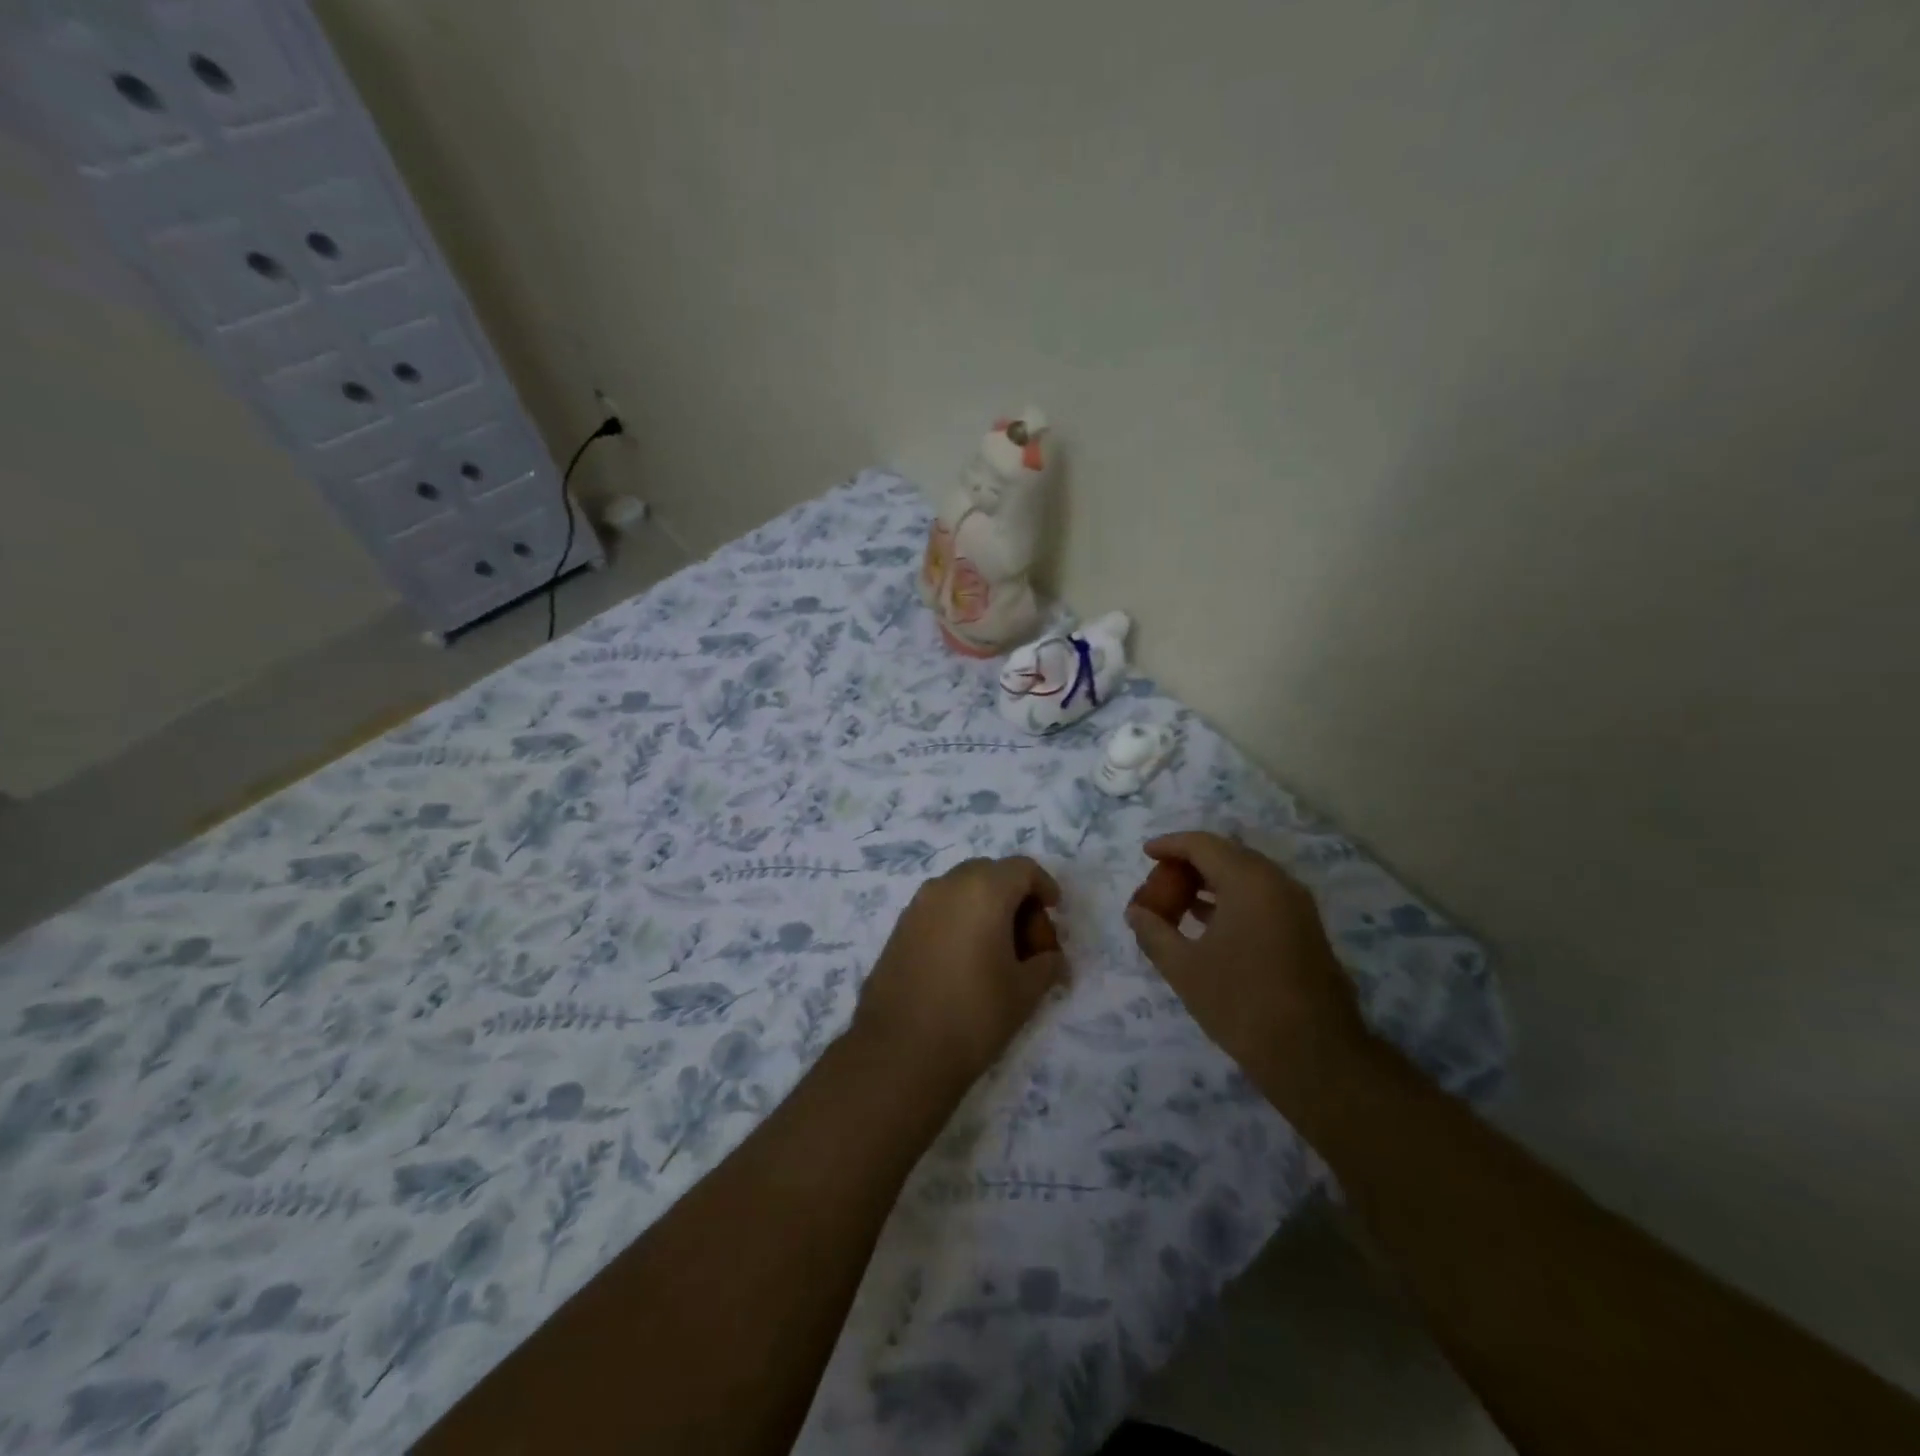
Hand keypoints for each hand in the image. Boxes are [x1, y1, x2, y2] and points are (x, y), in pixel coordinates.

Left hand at [854, 856, 1068, 1087]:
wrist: (899, 1051)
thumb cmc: (973, 1013)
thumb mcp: (1025, 991)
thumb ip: (1047, 964)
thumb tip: (1052, 959)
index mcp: (983, 890)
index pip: (1022, 868)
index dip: (1044, 886)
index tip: (1055, 913)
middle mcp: (947, 885)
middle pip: (991, 875)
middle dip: (1015, 899)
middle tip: (1029, 941)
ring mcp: (918, 905)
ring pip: (962, 890)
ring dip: (986, 909)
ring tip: (999, 954)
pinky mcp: (899, 928)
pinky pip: (940, 909)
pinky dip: (960, 921)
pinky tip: (966, 962)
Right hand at [1125, 831, 1369, 1114]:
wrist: (1315, 1056)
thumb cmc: (1242, 1004)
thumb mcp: (1184, 968)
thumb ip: (1153, 932)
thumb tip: (1135, 912)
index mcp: (1249, 881)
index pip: (1203, 844)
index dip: (1170, 845)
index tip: (1145, 854)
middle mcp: (1277, 883)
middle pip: (1227, 855)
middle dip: (1189, 864)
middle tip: (1159, 883)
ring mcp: (1297, 906)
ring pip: (1246, 876)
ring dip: (1210, 882)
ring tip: (1176, 903)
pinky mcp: (1305, 930)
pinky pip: (1261, 897)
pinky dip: (1230, 899)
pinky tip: (1207, 923)